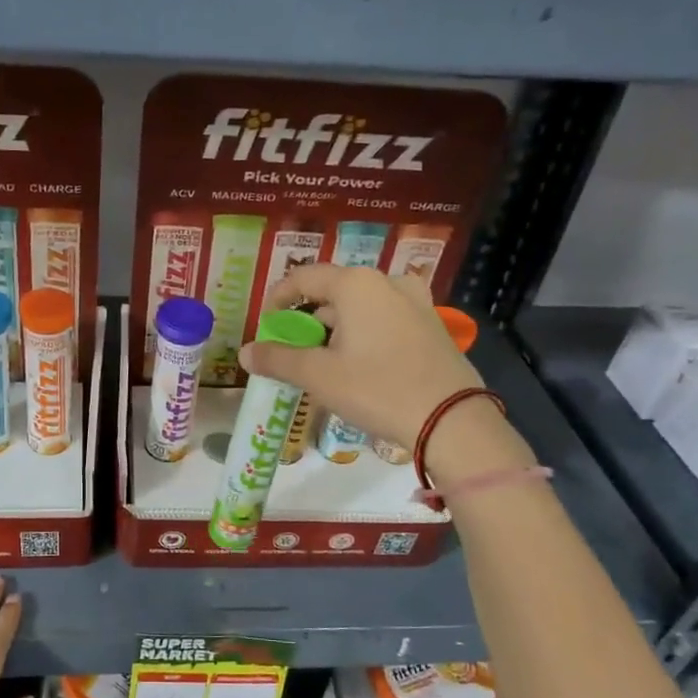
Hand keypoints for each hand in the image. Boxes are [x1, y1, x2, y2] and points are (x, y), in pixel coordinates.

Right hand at [238, 266, 511, 465]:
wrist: (452, 420)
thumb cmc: (378, 389)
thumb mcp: (319, 376)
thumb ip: (278, 359)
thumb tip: (245, 352)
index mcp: (357, 284)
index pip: (304, 277)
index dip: (278, 298)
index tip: (266, 325)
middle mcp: (387, 283)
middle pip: (333, 292)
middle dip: (308, 319)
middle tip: (293, 350)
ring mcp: (415, 302)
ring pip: (361, 307)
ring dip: (336, 329)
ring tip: (323, 362)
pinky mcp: (432, 325)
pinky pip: (385, 320)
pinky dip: (363, 334)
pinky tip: (359, 366)